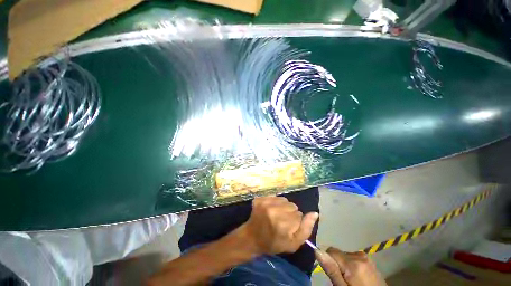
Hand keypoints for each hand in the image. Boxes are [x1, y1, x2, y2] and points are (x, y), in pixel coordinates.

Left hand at [237, 196, 318, 254]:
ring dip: (283, 206)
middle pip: (292, 205)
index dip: (295, 222)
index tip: (288, 228)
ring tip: (276, 215)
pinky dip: (275, 202)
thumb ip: (306, 229)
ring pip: (285, 200)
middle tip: (282, 221)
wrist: (252, 237)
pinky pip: (275, 196)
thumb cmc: (273, 243)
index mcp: (282, 224)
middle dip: (290, 213)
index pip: (299, 215)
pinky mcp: (260, 198)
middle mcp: (273, 210)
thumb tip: (315, 213)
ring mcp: (265, 202)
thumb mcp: (293, 244)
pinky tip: (270, 209)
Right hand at [316, 247, 386, 285]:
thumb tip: (317, 251)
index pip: (331, 250)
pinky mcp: (370, 260)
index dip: (328, 261)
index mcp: (352, 263)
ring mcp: (366, 257)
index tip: (333, 274)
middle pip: (339, 253)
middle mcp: (359, 255)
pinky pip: (353, 257)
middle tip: (343, 280)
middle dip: (337, 264)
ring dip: (344, 265)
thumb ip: (332, 270)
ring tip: (351, 280)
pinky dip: (352, 265)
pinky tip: (358, 277)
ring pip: (345, 255)